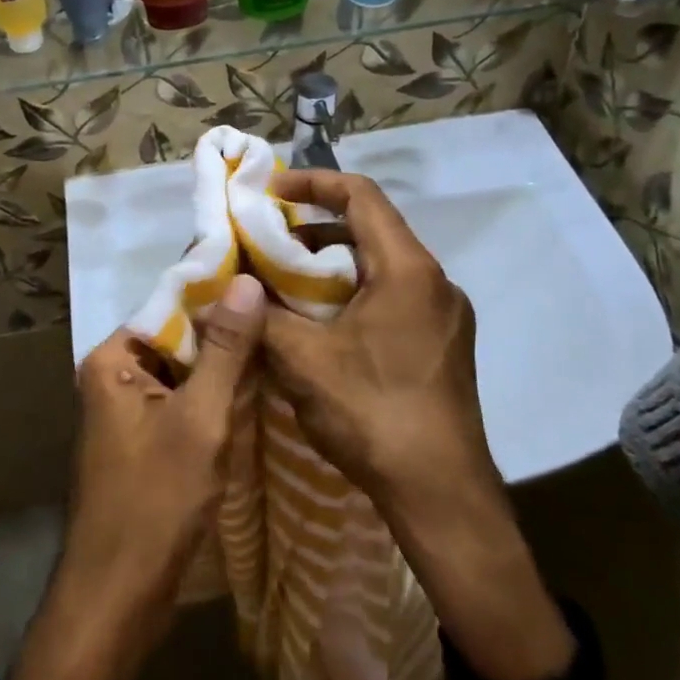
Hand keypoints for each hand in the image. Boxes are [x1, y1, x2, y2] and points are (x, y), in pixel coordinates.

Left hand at [55, 274, 263, 657]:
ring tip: (283, 343)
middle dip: (228, 331)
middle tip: (287, 313)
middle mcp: (114, 375)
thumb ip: (226, 350)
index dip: (219, 293)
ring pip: (186, 371)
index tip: (271, 280)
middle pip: (179, 337)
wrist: (117, 599)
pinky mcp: (145, 439)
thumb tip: (247, 281)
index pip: (171, 305)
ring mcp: (128, 410)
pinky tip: (259, 390)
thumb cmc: (154, 502)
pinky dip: (216, 397)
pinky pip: (184, 401)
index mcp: (113, 359)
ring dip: (226, 366)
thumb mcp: (200, 419)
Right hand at [265, 170, 572, 679]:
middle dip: (315, 227)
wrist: (442, 496)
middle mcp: (435, 281)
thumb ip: (262, 314)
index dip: (312, 182)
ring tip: (287, 282)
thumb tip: (232, 287)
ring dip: (334, 263)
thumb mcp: (302, 361)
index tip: (270, 192)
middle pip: (372, 228)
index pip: (360, 195)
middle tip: (269, 242)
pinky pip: (395, 296)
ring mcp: (447, 314)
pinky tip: (323, 324)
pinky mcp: (445, 344)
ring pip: (383, 265)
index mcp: (408, 269)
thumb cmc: (373, 414)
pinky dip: (355, 292)